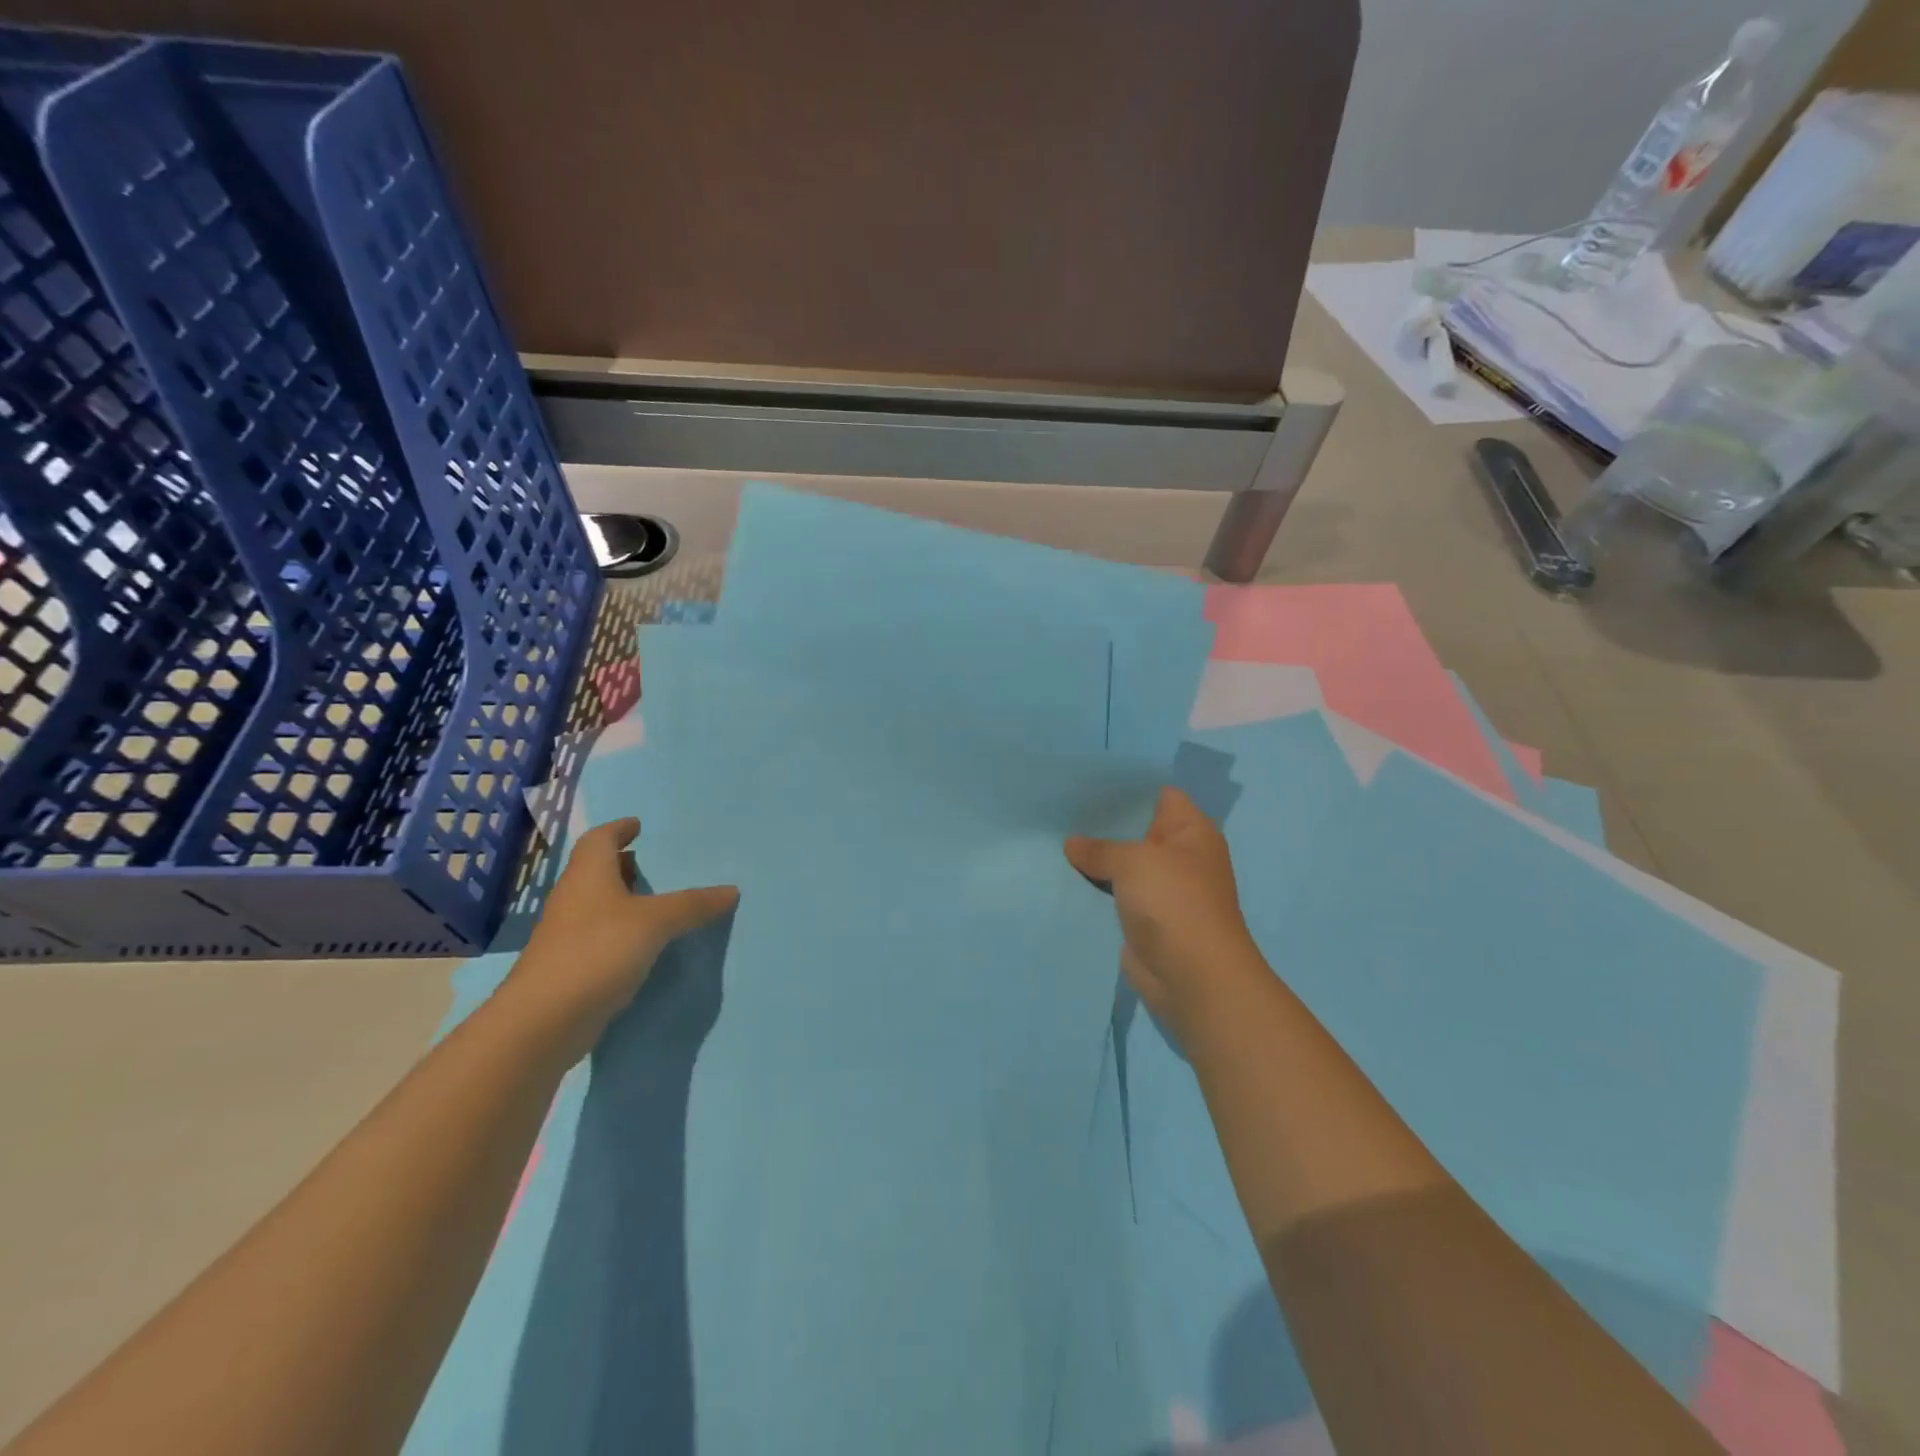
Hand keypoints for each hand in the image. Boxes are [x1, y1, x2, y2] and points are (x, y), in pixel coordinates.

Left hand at [512, 817, 738, 1055]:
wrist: (544, 1020)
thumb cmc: (597, 952)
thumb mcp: (655, 923)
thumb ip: (692, 905)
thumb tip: (731, 890)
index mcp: (588, 875)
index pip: (600, 839)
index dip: (619, 829)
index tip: (639, 826)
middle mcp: (573, 898)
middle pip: (596, 870)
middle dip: (623, 864)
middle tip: (654, 863)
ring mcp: (567, 934)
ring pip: (597, 904)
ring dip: (622, 898)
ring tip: (657, 901)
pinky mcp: (569, 966)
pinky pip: (599, 935)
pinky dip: (621, 930)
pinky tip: (645, 943)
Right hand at [1065, 788, 1266, 1043]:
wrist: (1192, 977)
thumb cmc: (1173, 902)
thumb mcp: (1133, 861)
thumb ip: (1100, 848)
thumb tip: (1072, 844)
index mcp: (1192, 832)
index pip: (1160, 795)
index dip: (1127, 787)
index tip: (1089, 780)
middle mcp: (1181, 857)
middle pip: (1138, 830)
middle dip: (1104, 822)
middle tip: (1062, 808)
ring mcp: (1164, 890)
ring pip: (1124, 865)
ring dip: (1096, 858)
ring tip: (1054, 837)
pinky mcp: (1146, 920)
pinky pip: (1116, 895)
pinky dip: (1096, 889)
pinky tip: (1063, 875)